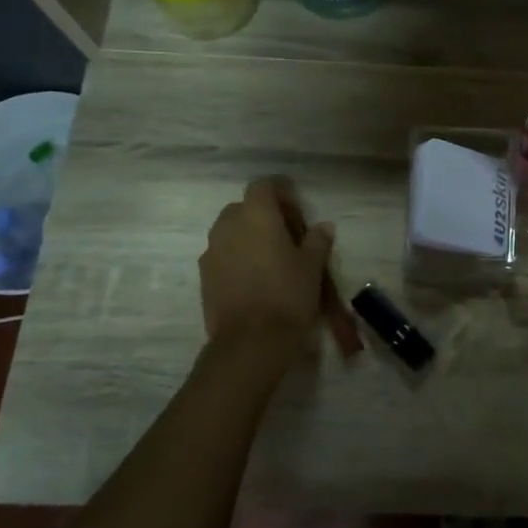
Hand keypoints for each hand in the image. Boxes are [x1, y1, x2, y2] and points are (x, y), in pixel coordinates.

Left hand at [201, 179, 334, 344]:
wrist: (250, 341)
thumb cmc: (288, 295)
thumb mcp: (312, 266)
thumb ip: (317, 241)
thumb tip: (323, 226)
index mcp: (257, 216)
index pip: (263, 186)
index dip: (279, 189)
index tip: (294, 203)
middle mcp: (228, 226)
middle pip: (243, 207)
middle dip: (262, 214)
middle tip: (284, 233)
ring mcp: (212, 251)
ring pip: (229, 231)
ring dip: (247, 236)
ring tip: (269, 257)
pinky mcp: (204, 276)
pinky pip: (221, 254)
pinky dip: (236, 257)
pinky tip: (254, 277)